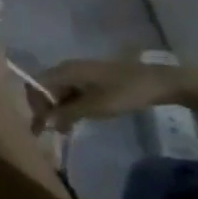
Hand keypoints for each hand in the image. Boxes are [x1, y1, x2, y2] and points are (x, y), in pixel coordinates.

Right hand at [35, 57, 197, 132]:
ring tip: (66, 128)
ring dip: (59, 109)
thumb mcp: (94, 107)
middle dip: (45, 109)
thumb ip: (66, 114)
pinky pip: (72, 91)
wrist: (163, 82)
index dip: (35, 106)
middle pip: (44, 88)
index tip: (43, 125)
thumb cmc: (125, 93)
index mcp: (64, 71)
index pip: (35, 86)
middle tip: (53, 130)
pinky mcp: (92, 78)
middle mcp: (67, 68)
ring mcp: (80, 72)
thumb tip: (45, 123)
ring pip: (58, 91)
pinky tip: (79, 118)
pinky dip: (70, 105)